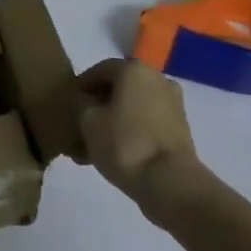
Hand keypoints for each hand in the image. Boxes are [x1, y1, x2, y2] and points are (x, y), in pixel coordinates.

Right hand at [74, 60, 199, 218]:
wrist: (169, 181)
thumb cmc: (124, 143)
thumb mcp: (88, 121)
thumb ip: (82, 104)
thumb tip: (87, 101)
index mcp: (135, 69)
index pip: (101, 69)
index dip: (83, 85)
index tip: (70, 102)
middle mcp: (158, 79)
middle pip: (121, 87)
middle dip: (100, 104)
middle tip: (81, 123)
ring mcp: (173, 104)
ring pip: (135, 107)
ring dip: (115, 120)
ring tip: (95, 144)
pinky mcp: (180, 128)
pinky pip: (148, 123)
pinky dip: (131, 131)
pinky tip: (115, 152)